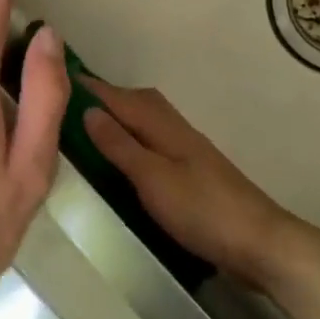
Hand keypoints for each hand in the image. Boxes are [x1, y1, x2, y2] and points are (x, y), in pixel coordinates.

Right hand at [82, 80, 319, 291]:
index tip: (60, 75)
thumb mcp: (153, 179)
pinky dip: (136, 140)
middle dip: (108, 97)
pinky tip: (127, 159)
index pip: (122, 98)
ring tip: (92, 129)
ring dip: (122, 118)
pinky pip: (156, 143)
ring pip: (150, 122)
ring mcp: (189, 153)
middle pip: (139, 103)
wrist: (259, 242)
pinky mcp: (195, 174)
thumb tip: (89, 111)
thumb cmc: (202, 210)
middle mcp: (178, 132)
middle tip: (71, 104)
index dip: (93, 87)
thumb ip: (121, 145)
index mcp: (166, 128)